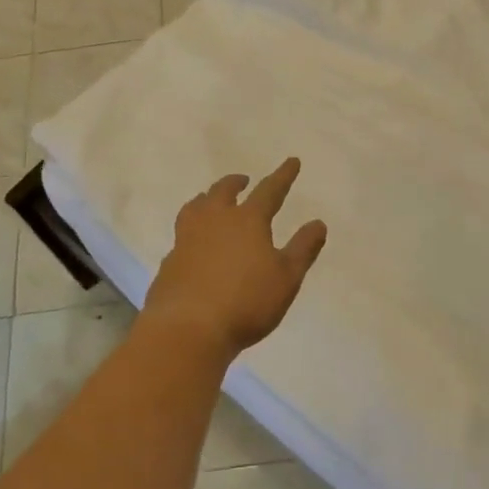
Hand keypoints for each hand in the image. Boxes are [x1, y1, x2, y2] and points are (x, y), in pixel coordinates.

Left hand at [143, 158, 327, 361]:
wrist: (188, 328)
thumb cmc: (246, 302)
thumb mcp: (286, 278)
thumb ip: (303, 249)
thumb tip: (318, 223)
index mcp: (247, 220)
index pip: (269, 191)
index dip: (283, 176)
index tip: (292, 161)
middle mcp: (214, 220)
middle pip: (223, 191)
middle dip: (236, 182)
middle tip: (243, 180)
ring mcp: (187, 238)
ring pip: (196, 206)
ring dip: (207, 198)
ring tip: (210, 200)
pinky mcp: (170, 260)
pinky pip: (182, 234)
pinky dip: (191, 229)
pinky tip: (193, 243)